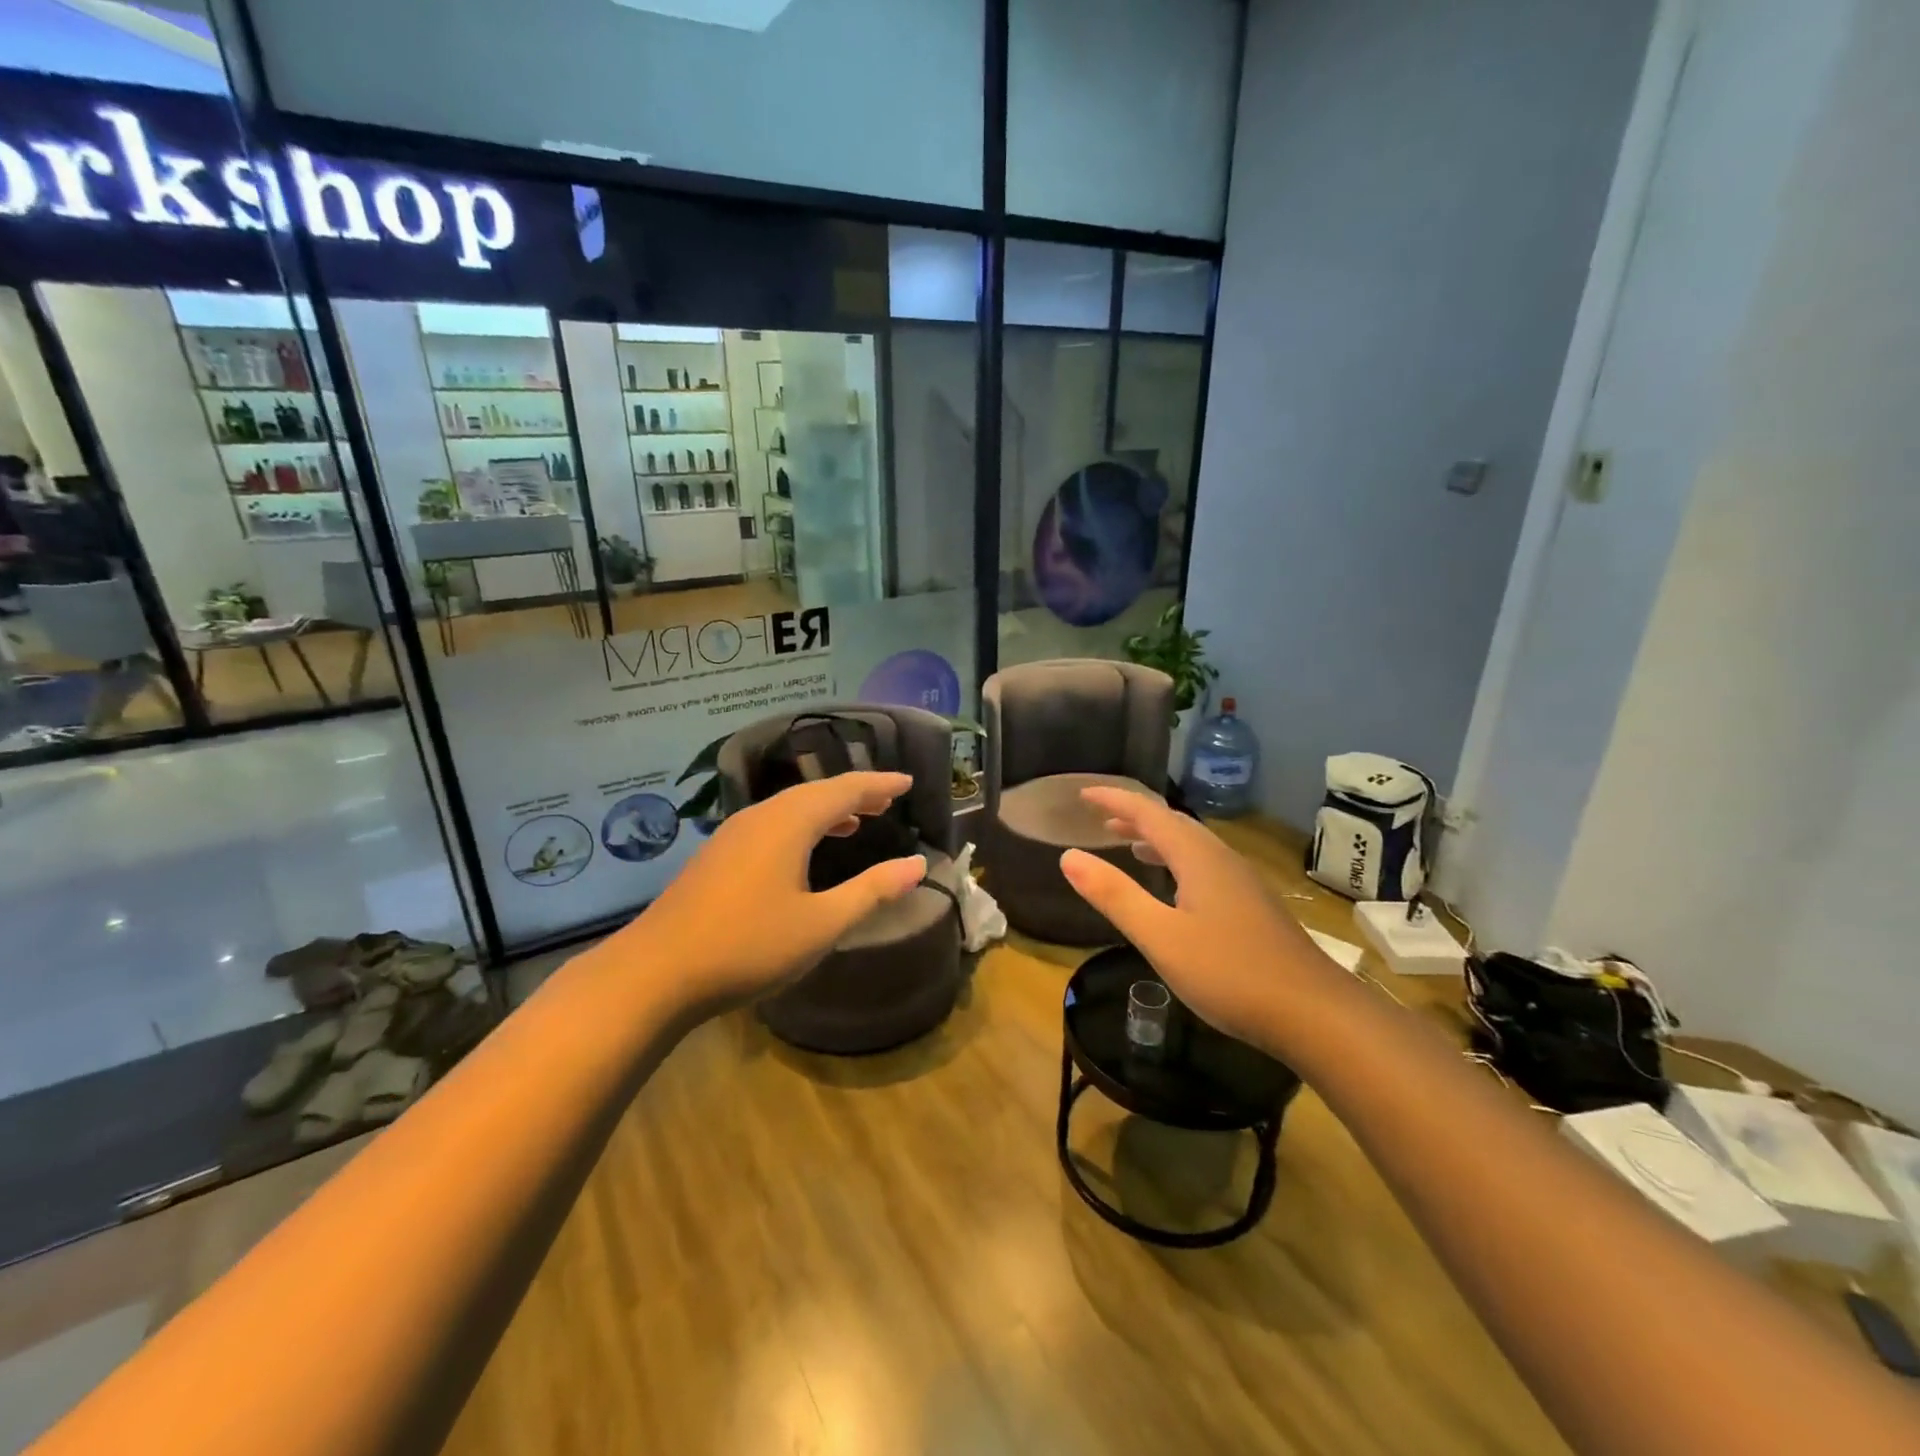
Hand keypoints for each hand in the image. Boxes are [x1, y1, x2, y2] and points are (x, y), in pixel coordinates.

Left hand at [622, 772, 925, 1012]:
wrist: (655, 973)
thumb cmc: (748, 946)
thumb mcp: (821, 924)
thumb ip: (871, 890)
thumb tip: (917, 864)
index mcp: (789, 823)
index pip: (845, 790)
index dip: (879, 785)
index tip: (908, 784)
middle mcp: (761, 816)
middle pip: (815, 793)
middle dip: (854, 794)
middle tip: (886, 801)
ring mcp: (733, 834)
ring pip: (789, 807)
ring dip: (826, 809)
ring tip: (855, 821)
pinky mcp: (717, 855)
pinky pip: (771, 823)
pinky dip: (800, 825)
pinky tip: (802, 851)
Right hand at [1059, 789, 1346, 1048]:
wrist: (1314, 1013)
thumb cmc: (1230, 973)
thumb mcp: (1160, 937)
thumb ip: (1114, 895)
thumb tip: (1069, 856)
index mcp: (1197, 857)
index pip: (1148, 813)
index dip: (1114, 800)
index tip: (1082, 794)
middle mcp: (1220, 859)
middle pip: (1172, 823)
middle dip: (1134, 817)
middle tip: (1100, 820)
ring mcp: (1242, 882)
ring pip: (1192, 845)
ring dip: (1156, 839)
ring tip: (1127, 846)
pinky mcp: (1253, 905)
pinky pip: (1205, 865)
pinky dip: (1176, 862)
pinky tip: (1173, 889)